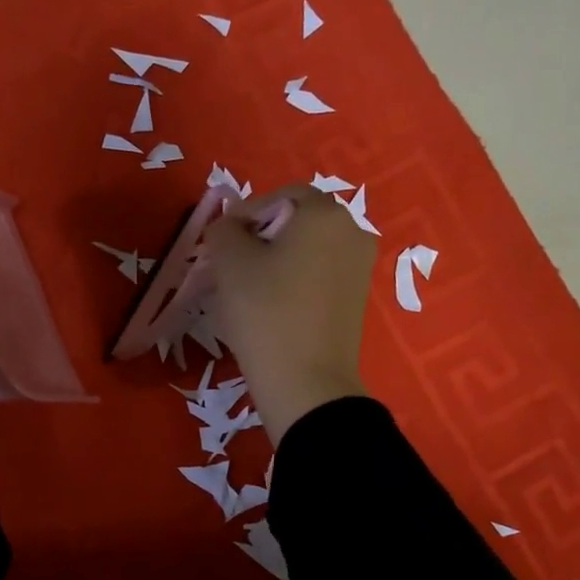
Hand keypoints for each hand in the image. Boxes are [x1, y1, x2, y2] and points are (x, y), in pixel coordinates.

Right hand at [207, 184, 376, 443]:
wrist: (306, 383)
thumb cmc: (266, 313)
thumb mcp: (230, 263)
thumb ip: (223, 231)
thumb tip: (228, 227)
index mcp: (325, 213)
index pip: (280, 195)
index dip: (245, 213)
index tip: (220, 241)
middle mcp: (353, 231)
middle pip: (298, 221)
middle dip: (261, 236)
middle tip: (230, 264)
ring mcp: (360, 266)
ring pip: (308, 249)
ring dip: (276, 259)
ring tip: (247, 288)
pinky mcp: (357, 298)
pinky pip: (319, 274)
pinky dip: (294, 280)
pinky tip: (272, 306)